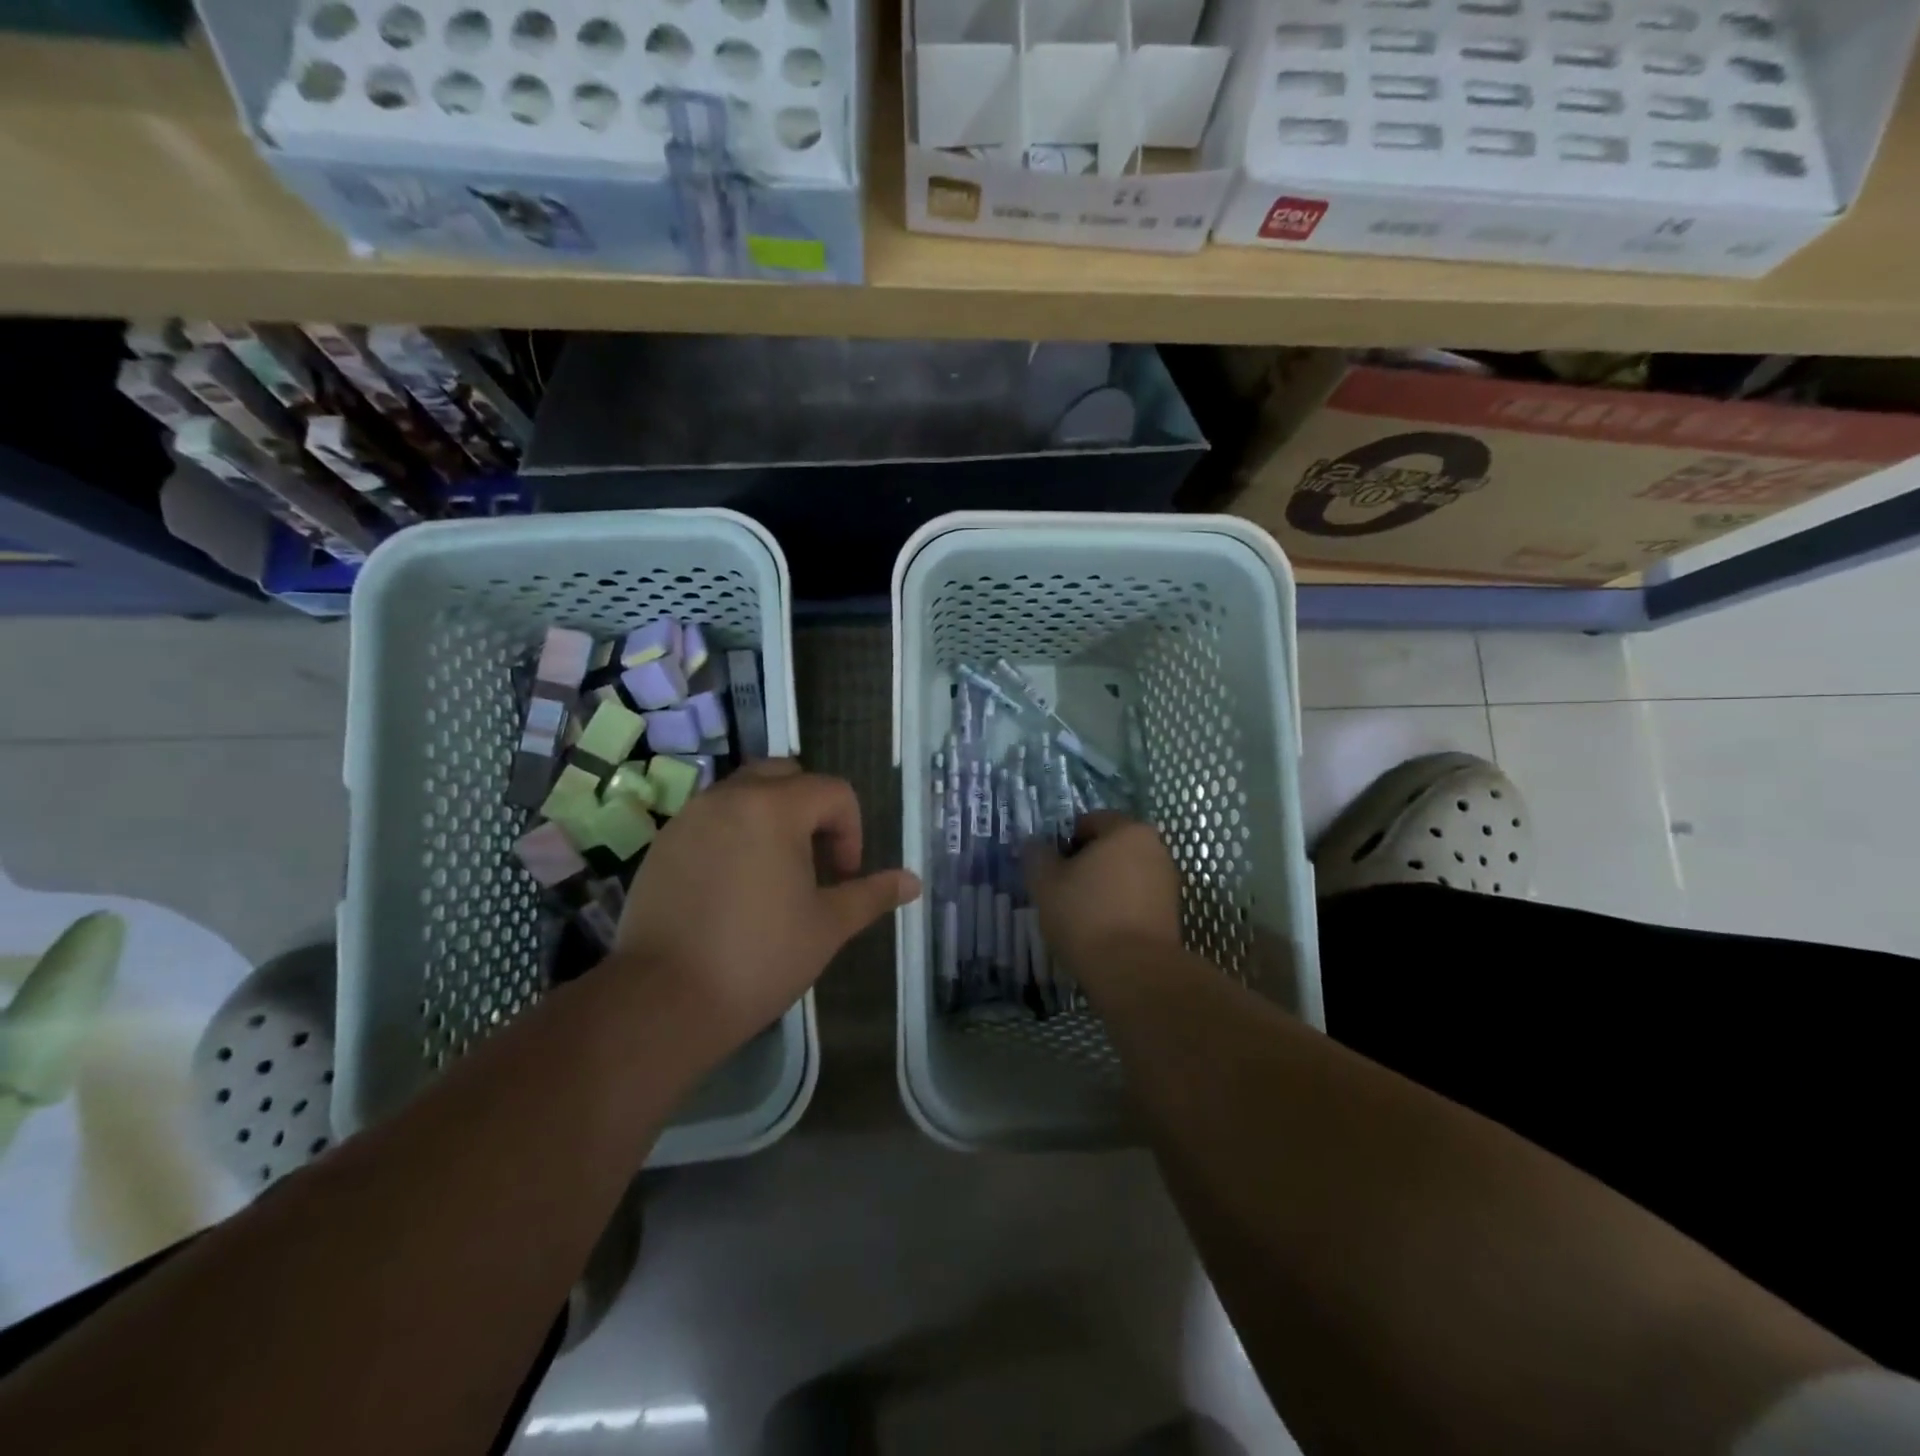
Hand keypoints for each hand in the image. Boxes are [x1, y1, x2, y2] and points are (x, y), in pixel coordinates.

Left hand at [614, 760, 920, 1058]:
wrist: (663, 1001)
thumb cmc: (759, 958)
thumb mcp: (827, 926)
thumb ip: (871, 894)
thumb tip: (913, 881)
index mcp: (775, 808)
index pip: (833, 791)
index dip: (851, 830)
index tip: (843, 876)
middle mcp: (729, 797)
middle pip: (786, 776)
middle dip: (811, 809)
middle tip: (815, 860)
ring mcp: (690, 817)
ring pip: (744, 792)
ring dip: (771, 817)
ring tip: (776, 871)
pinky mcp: (663, 843)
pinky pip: (711, 818)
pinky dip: (735, 833)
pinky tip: (735, 884)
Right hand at [1025, 812, 1182, 981]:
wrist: (1133, 972)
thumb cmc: (1086, 915)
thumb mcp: (1045, 882)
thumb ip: (1037, 854)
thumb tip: (1035, 844)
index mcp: (1128, 830)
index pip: (1089, 821)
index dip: (1064, 842)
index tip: (1050, 869)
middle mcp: (1155, 848)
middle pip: (1110, 847)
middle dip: (1085, 863)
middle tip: (1061, 890)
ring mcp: (1167, 881)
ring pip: (1124, 874)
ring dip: (1102, 886)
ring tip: (1079, 915)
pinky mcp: (1171, 913)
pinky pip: (1136, 899)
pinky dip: (1118, 907)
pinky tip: (1100, 931)